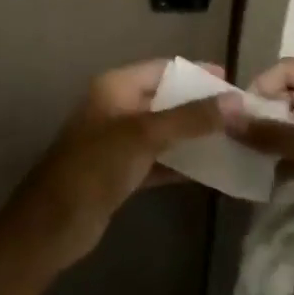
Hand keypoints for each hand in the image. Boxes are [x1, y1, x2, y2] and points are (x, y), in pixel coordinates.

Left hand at [7, 60, 236, 270]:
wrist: (52, 225)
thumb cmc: (95, 167)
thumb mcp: (144, 136)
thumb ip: (191, 118)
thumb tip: (236, 101)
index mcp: (116, 87)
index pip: (164, 69)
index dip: (198, 73)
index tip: (234, 82)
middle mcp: (117, 108)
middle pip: (167, 99)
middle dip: (201, 106)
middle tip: (241, 115)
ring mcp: (119, 142)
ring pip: (166, 132)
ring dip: (195, 136)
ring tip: (235, 140)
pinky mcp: (123, 173)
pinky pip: (160, 160)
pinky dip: (183, 164)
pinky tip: (214, 171)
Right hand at [228, 58, 293, 262]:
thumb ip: (265, 131)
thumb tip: (225, 114)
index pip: (285, 69)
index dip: (259, 90)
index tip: (238, 119)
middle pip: (292, 92)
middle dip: (266, 115)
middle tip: (241, 141)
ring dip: (278, 137)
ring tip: (254, 159)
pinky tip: (274, 175)